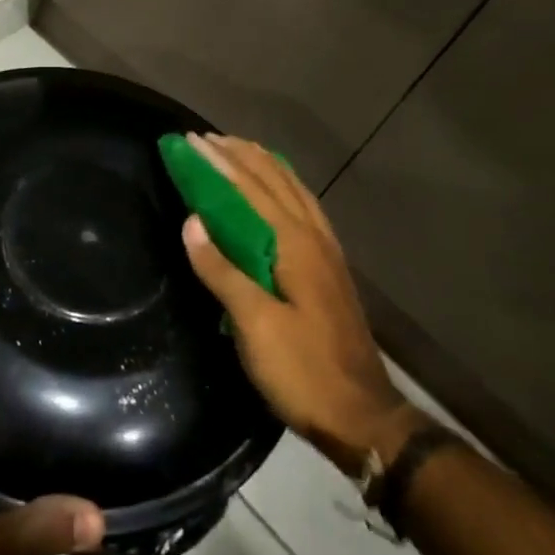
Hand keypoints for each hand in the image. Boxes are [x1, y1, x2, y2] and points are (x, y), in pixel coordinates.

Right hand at [179, 134, 426, 476]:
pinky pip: (303, 208)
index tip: (190, 141)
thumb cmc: (303, 371)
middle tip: (207, 138)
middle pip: (274, 181)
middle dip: (239, 155)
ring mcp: (326, 252)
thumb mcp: (255, 326)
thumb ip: (223, 271)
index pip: (250, 190)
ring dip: (263, 165)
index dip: (219, 163)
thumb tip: (192, 221)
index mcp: (294, 245)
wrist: (363, 416)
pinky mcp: (329, 268)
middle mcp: (313, 237)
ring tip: (238, 148)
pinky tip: (277, 190)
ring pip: (293, 191)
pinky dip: (283, 186)